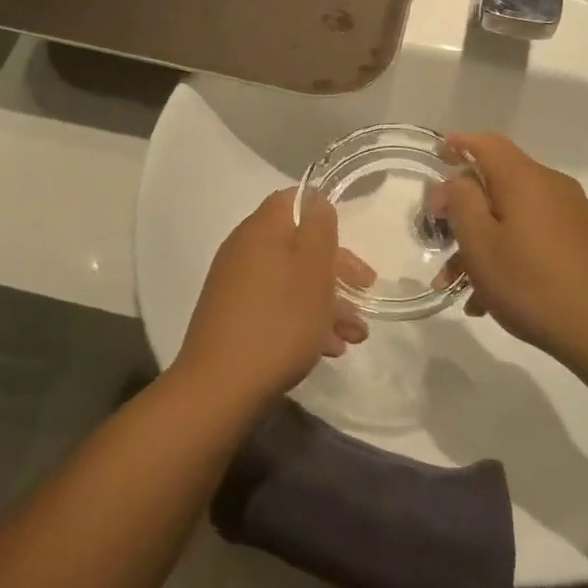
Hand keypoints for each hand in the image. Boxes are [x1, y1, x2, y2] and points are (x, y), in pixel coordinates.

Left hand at [174, 189, 369, 409]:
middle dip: (336, 268)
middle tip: (366, 289)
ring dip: (327, 302)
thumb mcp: (313, 270)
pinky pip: (277, 307)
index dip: (323, 215)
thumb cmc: (279, 321)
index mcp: (261, 230)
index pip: (292, 201)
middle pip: (297, 245)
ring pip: (291, 281)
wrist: (221, 386)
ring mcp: (236, 286)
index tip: (350, 240)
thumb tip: (316, 202)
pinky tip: (329, 349)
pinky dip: (305, 321)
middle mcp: (244, 251)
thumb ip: (319, 229)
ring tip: (356, 335)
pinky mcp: (235, 318)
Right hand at [438, 133, 587, 363]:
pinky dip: (506, 255)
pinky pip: (531, 237)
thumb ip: (462, 202)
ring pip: (511, 216)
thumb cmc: (531, 283)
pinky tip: (487, 299)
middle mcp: (551, 187)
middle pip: (497, 183)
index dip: (459, 145)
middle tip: (436, 237)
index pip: (487, 143)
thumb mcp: (480, 242)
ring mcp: (570, 216)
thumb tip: (459, 180)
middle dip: (462, 210)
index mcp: (525, 179)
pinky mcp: (580, 242)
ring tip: (454, 284)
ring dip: (480, 242)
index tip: (436, 157)